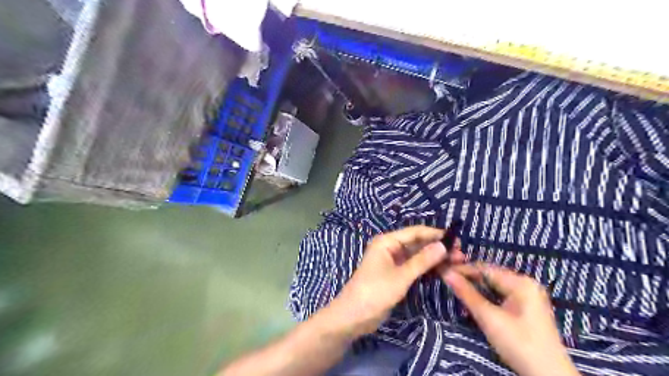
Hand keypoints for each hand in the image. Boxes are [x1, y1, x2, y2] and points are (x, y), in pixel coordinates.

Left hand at [328, 225, 465, 336]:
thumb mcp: (401, 276)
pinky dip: (426, 268)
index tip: (457, 239)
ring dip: (434, 258)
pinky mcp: (395, 274)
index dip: (435, 234)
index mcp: (387, 241)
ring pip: (417, 256)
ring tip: (457, 262)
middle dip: (437, 248)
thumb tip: (443, 245)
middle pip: (417, 243)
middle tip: (461, 254)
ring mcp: (392, 261)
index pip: (415, 232)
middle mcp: (390, 247)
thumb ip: (422, 261)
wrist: (354, 316)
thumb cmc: (375, 292)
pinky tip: (442, 270)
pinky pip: (413, 267)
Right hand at [443, 264, 577, 375]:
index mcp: (521, 282)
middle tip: (446, 279)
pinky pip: (501, 294)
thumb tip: (446, 273)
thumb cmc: (519, 344)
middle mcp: (526, 283)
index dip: (462, 269)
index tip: (442, 270)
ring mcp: (528, 295)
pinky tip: (474, 298)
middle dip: (468, 277)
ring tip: (456, 287)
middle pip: (490, 275)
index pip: (484, 268)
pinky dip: (487, 295)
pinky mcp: (527, 307)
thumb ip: (467, 293)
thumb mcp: (489, 318)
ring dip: (476, 287)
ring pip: (495, 285)